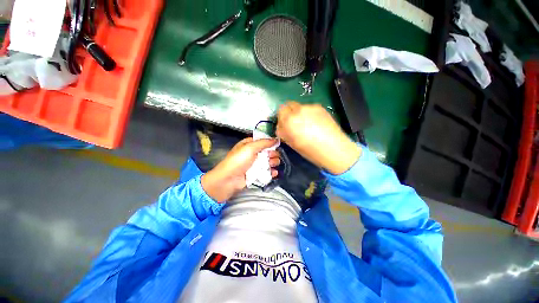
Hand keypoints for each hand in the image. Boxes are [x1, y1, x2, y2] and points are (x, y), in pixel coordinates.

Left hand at [201, 138, 279, 202]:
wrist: (229, 180)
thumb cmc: (238, 161)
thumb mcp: (250, 147)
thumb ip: (264, 142)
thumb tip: (276, 139)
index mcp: (249, 145)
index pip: (263, 141)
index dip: (270, 143)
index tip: (277, 145)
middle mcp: (253, 154)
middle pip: (267, 152)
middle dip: (272, 154)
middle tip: (272, 157)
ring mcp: (255, 165)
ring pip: (269, 162)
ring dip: (273, 163)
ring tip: (272, 165)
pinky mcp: (256, 174)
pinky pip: (267, 172)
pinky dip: (272, 172)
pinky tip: (274, 172)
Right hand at [276, 101, 360, 174]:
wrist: (334, 149)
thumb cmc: (310, 150)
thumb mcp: (292, 143)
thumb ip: (283, 132)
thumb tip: (281, 126)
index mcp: (289, 120)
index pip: (280, 110)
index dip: (282, 117)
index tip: (285, 124)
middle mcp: (299, 110)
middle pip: (289, 104)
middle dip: (289, 113)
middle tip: (295, 123)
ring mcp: (311, 107)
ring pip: (300, 107)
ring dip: (300, 113)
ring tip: (307, 125)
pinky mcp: (320, 107)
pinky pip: (310, 108)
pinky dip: (309, 114)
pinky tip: (316, 123)